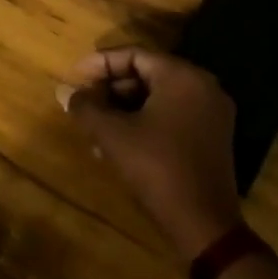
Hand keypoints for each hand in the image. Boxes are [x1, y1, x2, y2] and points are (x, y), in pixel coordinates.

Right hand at [63, 48, 242, 263]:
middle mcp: (202, 86)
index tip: (74, 79)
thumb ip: (86, 107)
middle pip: (147, 74)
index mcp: (182, 76)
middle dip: (110, 88)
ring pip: (158, 97)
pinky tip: (118, 143)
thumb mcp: (113, 134)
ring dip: (123, 108)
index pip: (134, 55)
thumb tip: (64, 91)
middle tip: (83, 103)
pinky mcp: (213, 136)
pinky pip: (172, 115)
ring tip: (94, 127)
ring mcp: (212, 112)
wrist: (203, 223)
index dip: (99, 64)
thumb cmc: (156, 168)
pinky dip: (144, 121)